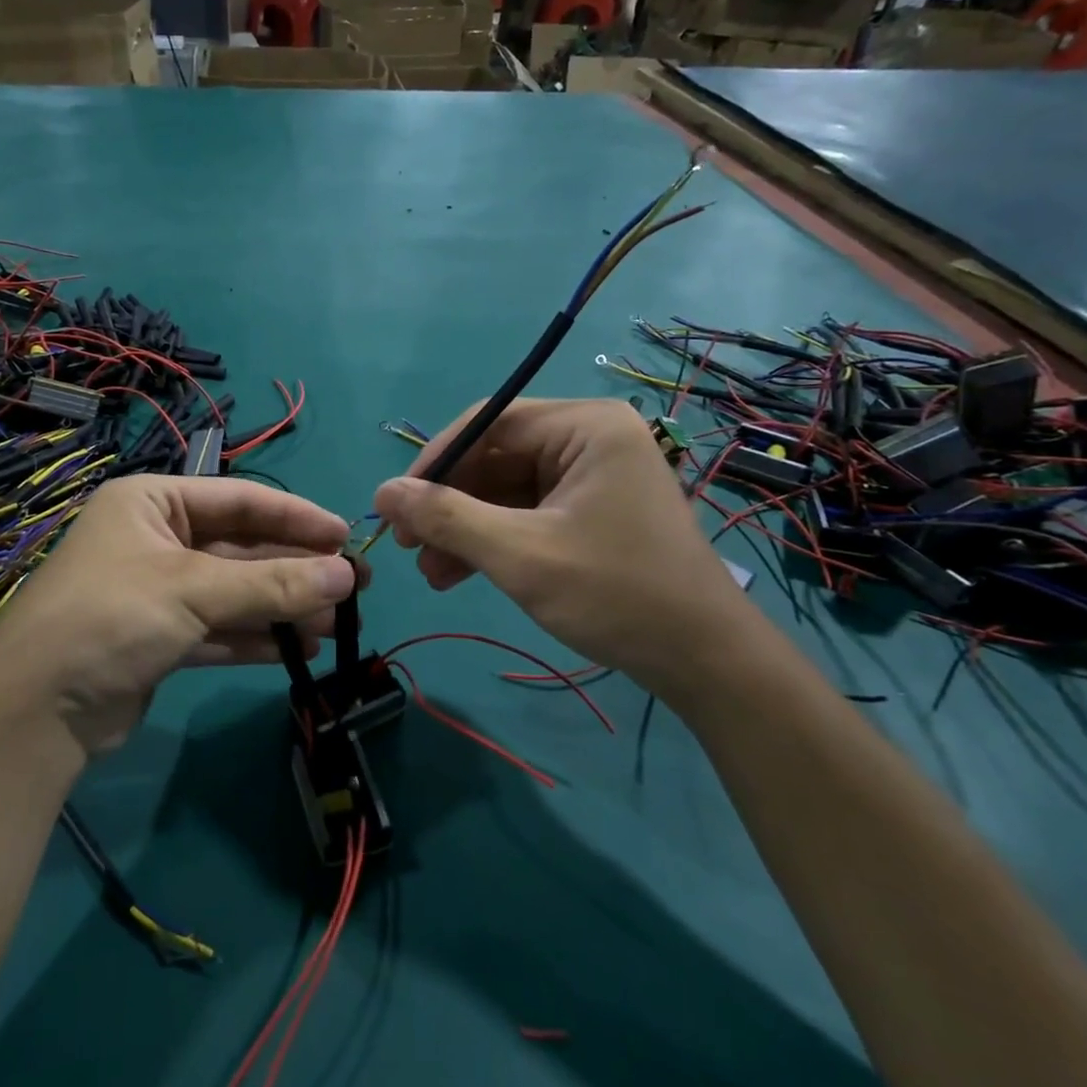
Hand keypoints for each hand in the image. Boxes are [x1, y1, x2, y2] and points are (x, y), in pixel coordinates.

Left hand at [0, 476, 356, 758]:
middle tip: (353, 586)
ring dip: (281, 606)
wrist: (34, 711)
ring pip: (233, 591)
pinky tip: (297, 650)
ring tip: (334, 624)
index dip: (296, 517)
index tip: (346, 537)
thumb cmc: (113, 616)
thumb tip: (348, 576)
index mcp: (153, 501)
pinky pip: (218, 627)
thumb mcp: (195, 589)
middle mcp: (155, 538)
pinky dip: (255, 636)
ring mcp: (156, 590)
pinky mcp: (158, 637)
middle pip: (240, 547)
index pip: (240, 499)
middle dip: (294, 569)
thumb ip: (273, 582)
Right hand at [373, 399, 758, 700]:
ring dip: (463, 528)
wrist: (703, 662)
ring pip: (504, 489)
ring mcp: (590, 475)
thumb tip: (382, 493)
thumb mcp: (520, 554)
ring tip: (428, 571)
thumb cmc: (616, 594)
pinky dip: (491, 540)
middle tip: (406, 543)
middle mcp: (588, 438)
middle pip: (494, 457)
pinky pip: (525, 512)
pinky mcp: (588, 510)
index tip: (394, 504)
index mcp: (585, 426)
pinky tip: (456, 573)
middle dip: (448, 504)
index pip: (488, 424)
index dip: (434, 461)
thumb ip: (447, 518)